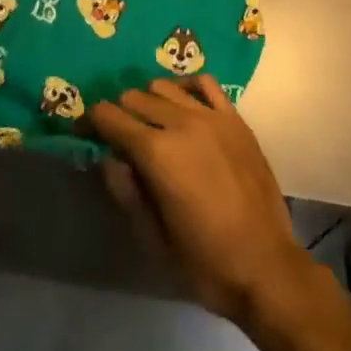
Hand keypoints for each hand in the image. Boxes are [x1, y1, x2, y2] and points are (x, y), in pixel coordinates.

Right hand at [88, 75, 312, 326]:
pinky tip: (182, 103)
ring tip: (148, 122)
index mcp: (157, 153)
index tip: (83, 128)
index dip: (92, 121)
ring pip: (165, 86)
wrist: (267, 267)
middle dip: (120, 112)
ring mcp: (212, 116)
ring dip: (149, 99)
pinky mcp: (235, 118)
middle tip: (115, 134)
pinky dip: (185, 86)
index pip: (112, 119)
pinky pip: (204, 83)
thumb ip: (127, 195)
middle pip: (136, 97)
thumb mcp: (154, 241)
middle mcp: (181, 123)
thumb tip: (109, 160)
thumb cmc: (206, 263)